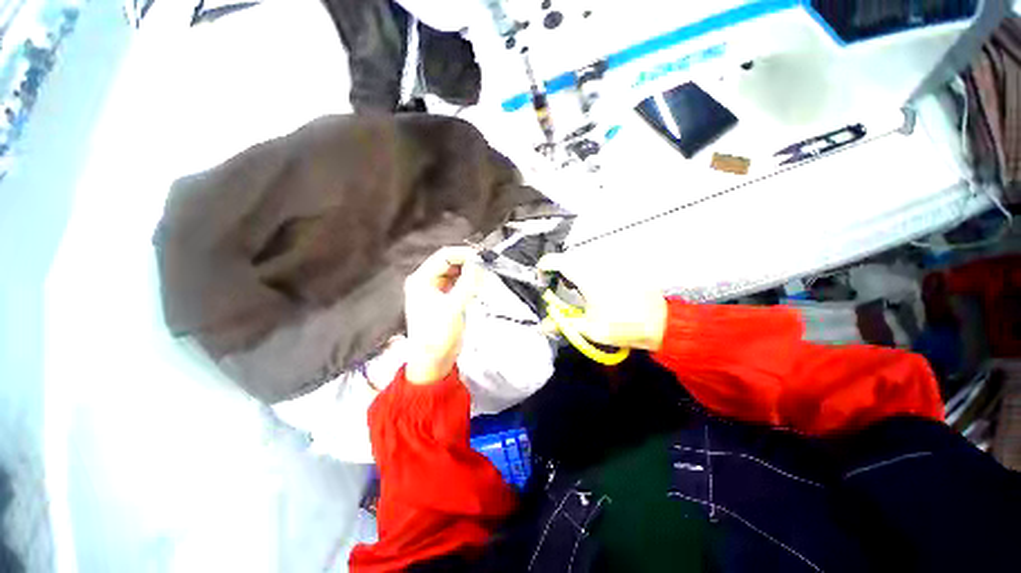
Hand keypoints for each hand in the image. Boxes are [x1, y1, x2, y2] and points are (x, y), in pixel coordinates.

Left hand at [403, 247, 482, 383]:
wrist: (433, 361)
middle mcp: (426, 282)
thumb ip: (468, 283)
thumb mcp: (454, 307)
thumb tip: (478, 264)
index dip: (464, 254)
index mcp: (421, 280)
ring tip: (483, 277)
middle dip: (468, 263)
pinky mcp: (445, 299)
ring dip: (469, 273)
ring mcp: (436, 291)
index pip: (444, 256)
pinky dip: (469, 283)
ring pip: (456, 273)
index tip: (482, 258)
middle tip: (485, 267)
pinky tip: (477, 286)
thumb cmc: (436, 336)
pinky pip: (459, 284)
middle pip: (450, 262)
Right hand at [538, 253, 666, 351]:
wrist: (662, 324)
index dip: (543, 269)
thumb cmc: (622, 326)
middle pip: (569, 259)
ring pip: (585, 259)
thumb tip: (541, 327)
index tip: (543, 283)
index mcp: (586, 275)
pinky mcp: (624, 263)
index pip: (554, 260)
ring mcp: (613, 260)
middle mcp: (598, 262)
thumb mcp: (589, 328)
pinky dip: (593, 271)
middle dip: (560, 273)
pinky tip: (601, 287)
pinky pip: (601, 261)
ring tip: (582, 290)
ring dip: (577, 271)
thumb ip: (562, 324)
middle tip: (563, 291)